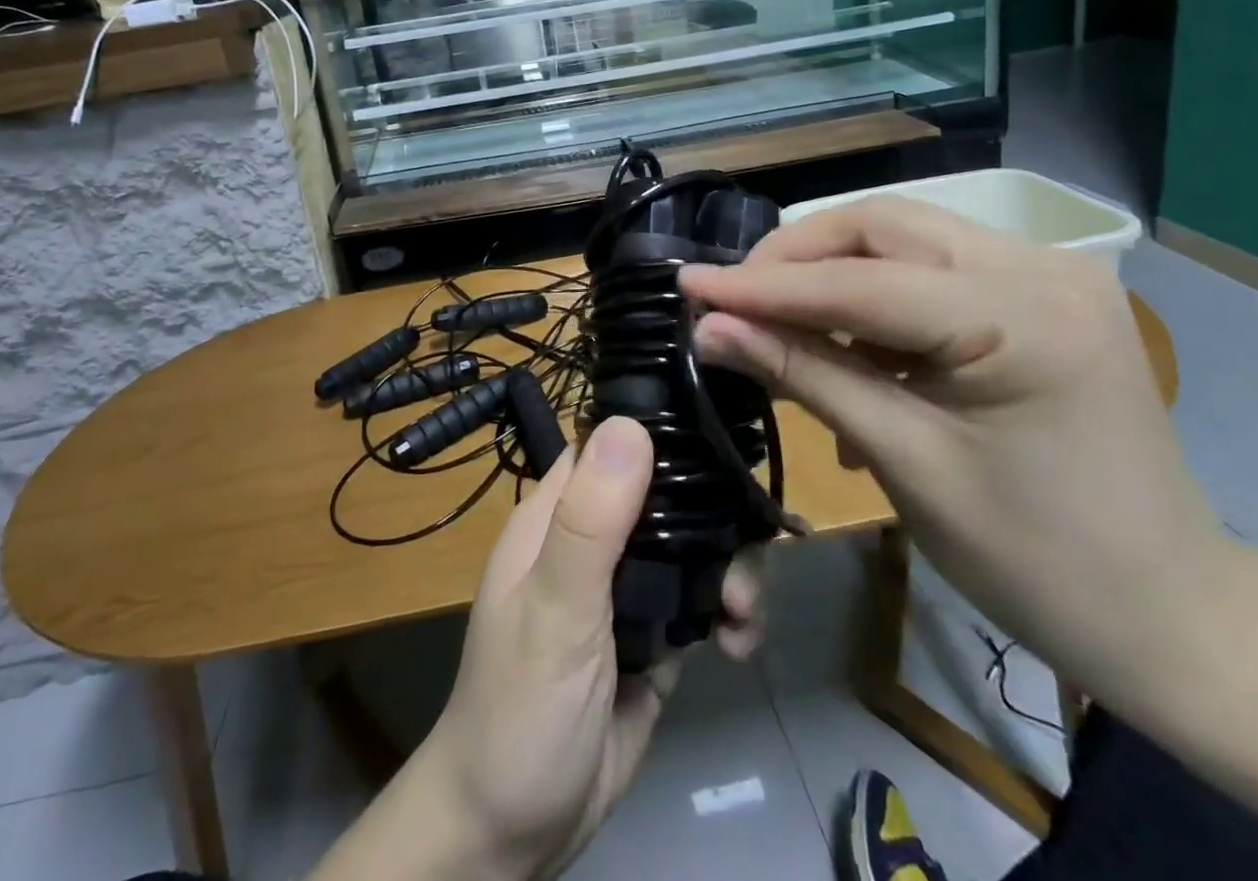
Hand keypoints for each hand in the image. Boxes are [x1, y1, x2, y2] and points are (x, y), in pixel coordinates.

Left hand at [312, 416, 762, 880]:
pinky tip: (738, 644)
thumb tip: (629, 423)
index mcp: (557, 515)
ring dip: (730, 570)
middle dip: (713, 518)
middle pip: (666, 495)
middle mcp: (594, 539)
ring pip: (691, 546)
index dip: (660, 433)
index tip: (718, 437)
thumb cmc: (521, 708)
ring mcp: (626, 588)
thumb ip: (590, 521)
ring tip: (742, 613)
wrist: (514, 835)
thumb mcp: (554, 610)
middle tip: (742, 561)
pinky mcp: (655, 635)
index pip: (610, 444)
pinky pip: (701, 601)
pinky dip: (728, 614)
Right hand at [679, 196, 1231, 696]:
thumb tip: (709, 328)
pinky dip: (874, 296)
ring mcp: (1048, 273)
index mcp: (1022, 317)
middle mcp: (1041, 267)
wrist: (1170, 613)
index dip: (762, 284)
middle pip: (883, 226)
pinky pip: (932, 269)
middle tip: (732, 297)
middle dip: (796, 258)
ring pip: (904, 237)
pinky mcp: (1041, 292)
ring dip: (831, 272)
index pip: (859, 281)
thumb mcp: (903, 460)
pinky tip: (845, 345)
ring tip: (777, 321)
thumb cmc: (1036, 559)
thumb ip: (803, 374)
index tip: (688, 283)